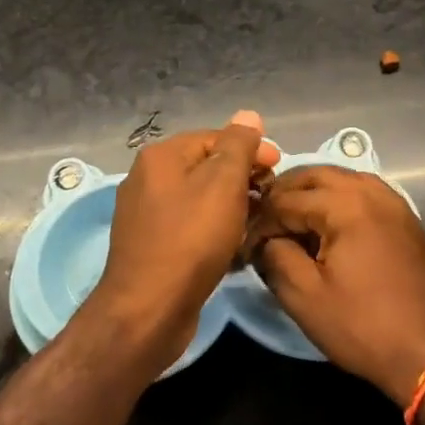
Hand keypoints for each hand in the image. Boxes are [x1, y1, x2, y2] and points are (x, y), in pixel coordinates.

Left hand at [85, 111, 280, 370]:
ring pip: (199, 198)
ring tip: (257, 223)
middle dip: (242, 178)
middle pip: (206, 167)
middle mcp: (147, 178)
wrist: (149, 309)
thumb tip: (248, 115)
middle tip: (270, 198)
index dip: (251, 149)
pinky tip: (233, 246)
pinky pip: (189, 225)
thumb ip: (238, 146)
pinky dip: (213, 229)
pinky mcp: (150, 245)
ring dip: (231, 206)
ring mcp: (145, 214)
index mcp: (161, 156)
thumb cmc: (191, 239)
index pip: (215, 137)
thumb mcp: (223, 184)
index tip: (279, 169)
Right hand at [248, 167, 424, 402]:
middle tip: (263, 221)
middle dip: (284, 193)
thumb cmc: (363, 326)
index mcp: (345, 205)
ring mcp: (393, 201)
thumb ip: (276, 257)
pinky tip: (327, 223)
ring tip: (291, 219)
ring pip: (342, 178)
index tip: (246, 244)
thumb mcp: (305, 297)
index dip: (261, 220)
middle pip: (315, 175)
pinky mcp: (405, 217)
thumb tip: (264, 239)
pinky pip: (363, 191)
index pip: (287, 199)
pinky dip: (339, 197)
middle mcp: (370, 191)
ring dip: (312, 191)